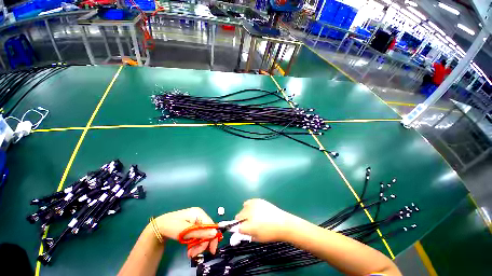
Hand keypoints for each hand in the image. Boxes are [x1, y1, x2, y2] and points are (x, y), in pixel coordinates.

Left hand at [153, 207, 218, 257]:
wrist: (159, 226)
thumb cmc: (172, 227)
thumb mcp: (185, 231)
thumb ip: (200, 232)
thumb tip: (215, 233)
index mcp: (199, 213)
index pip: (211, 225)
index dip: (212, 237)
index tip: (211, 251)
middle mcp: (200, 216)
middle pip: (207, 230)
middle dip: (203, 244)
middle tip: (194, 254)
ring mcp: (196, 220)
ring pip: (203, 234)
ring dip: (198, 245)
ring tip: (190, 253)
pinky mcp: (193, 225)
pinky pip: (198, 235)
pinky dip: (195, 243)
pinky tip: (190, 249)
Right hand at [235, 199, 303, 242]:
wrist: (282, 223)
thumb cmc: (270, 234)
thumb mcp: (257, 238)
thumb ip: (247, 235)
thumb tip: (240, 231)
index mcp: (248, 226)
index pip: (237, 227)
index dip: (239, 229)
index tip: (242, 230)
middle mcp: (249, 214)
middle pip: (238, 216)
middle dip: (241, 221)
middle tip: (247, 223)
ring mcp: (253, 205)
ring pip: (243, 208)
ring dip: (245, 213)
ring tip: (251, 215)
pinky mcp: (257, 200)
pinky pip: (248, 202)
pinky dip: (249, 206)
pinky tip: (253, 209)